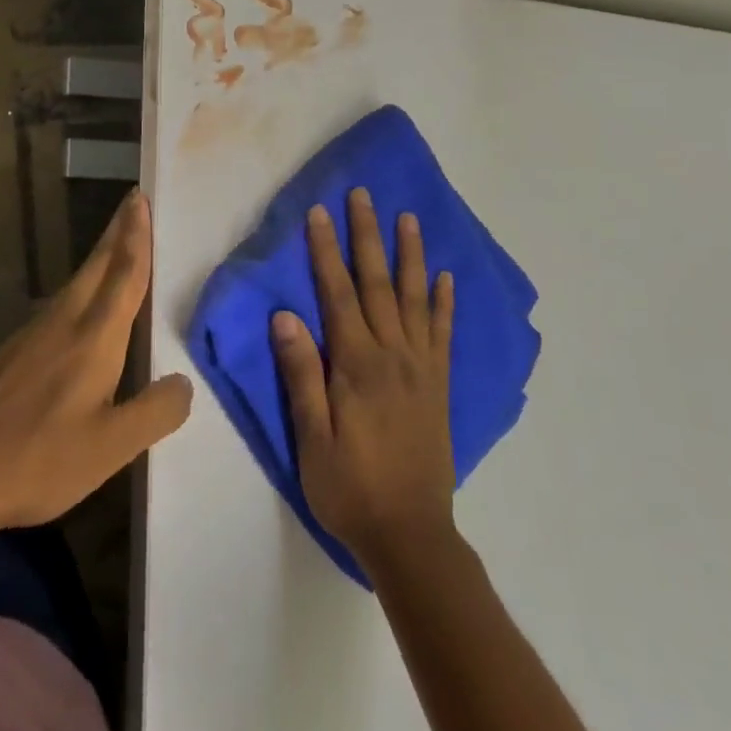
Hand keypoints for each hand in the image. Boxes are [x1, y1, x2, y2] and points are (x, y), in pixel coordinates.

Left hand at [0, 189, 192, 527]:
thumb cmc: (40, 458)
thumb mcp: (111, 448)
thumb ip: (155, 412)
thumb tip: (183, 383)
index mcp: (95, 337)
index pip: (124, 275)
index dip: (136, 237)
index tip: (140, 199)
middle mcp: (65, 321)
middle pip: (97, 266)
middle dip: (117, 232)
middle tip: (134, 204)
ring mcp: (34, 332)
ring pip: (76, 282)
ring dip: (100, 258)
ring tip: (118, 248)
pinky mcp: (15, 349)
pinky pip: (60, 304)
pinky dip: (82, 288)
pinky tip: (83, 306)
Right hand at [272, 188, 457, 571]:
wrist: (411, 535)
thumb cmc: (349, 487)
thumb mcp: (311, 438)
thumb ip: (302, 374)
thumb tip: (285, 316)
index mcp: (357, 365)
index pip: (338, 294)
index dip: (326, 251)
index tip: (320, 213)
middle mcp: (393, 355)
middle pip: (378, 284)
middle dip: (367, 236)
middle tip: (364, 196)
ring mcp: (421, 368)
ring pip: (415, 299)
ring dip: (410, 256)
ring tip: (407, 219)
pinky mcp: (438, 386)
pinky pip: (443, 334)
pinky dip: (444, 303)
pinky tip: (445, 278)